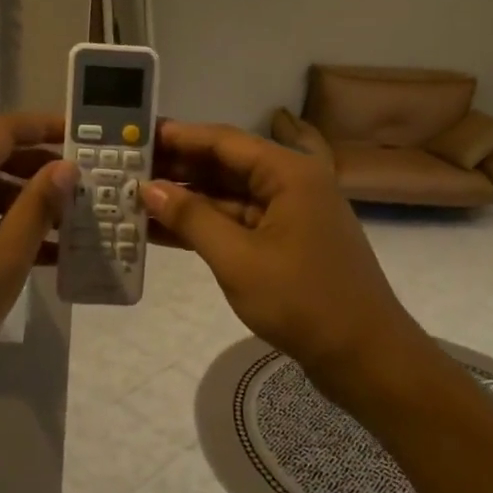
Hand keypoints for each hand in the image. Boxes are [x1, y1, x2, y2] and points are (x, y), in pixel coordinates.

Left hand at [0, 112, 73, 388]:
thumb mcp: (1, 264)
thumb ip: (36, 211)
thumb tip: (65, 168)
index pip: (3, 130)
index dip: (43, 127)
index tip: (81, 137)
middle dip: (39, 168)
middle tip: (82, 186)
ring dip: (23, 201)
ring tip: (68, 224)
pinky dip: (0, 224)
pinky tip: (35, 253)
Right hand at [143, 121, 421, 397]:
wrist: (365, 357)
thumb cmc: (302, 300)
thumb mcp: (238, 258)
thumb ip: (191, 218)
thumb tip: (149, 188)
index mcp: (289, 173)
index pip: (224, 141)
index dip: (179, 137)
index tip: (137, 135)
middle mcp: (291, 184)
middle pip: (226, 166)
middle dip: (178, 168)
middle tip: (128, 168)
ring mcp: (290, 215)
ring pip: (229, 197)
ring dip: (187, 200)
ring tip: (135, 199)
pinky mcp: (286, 244)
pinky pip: (238, 224)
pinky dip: (205, 226)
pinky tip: (163, 231)